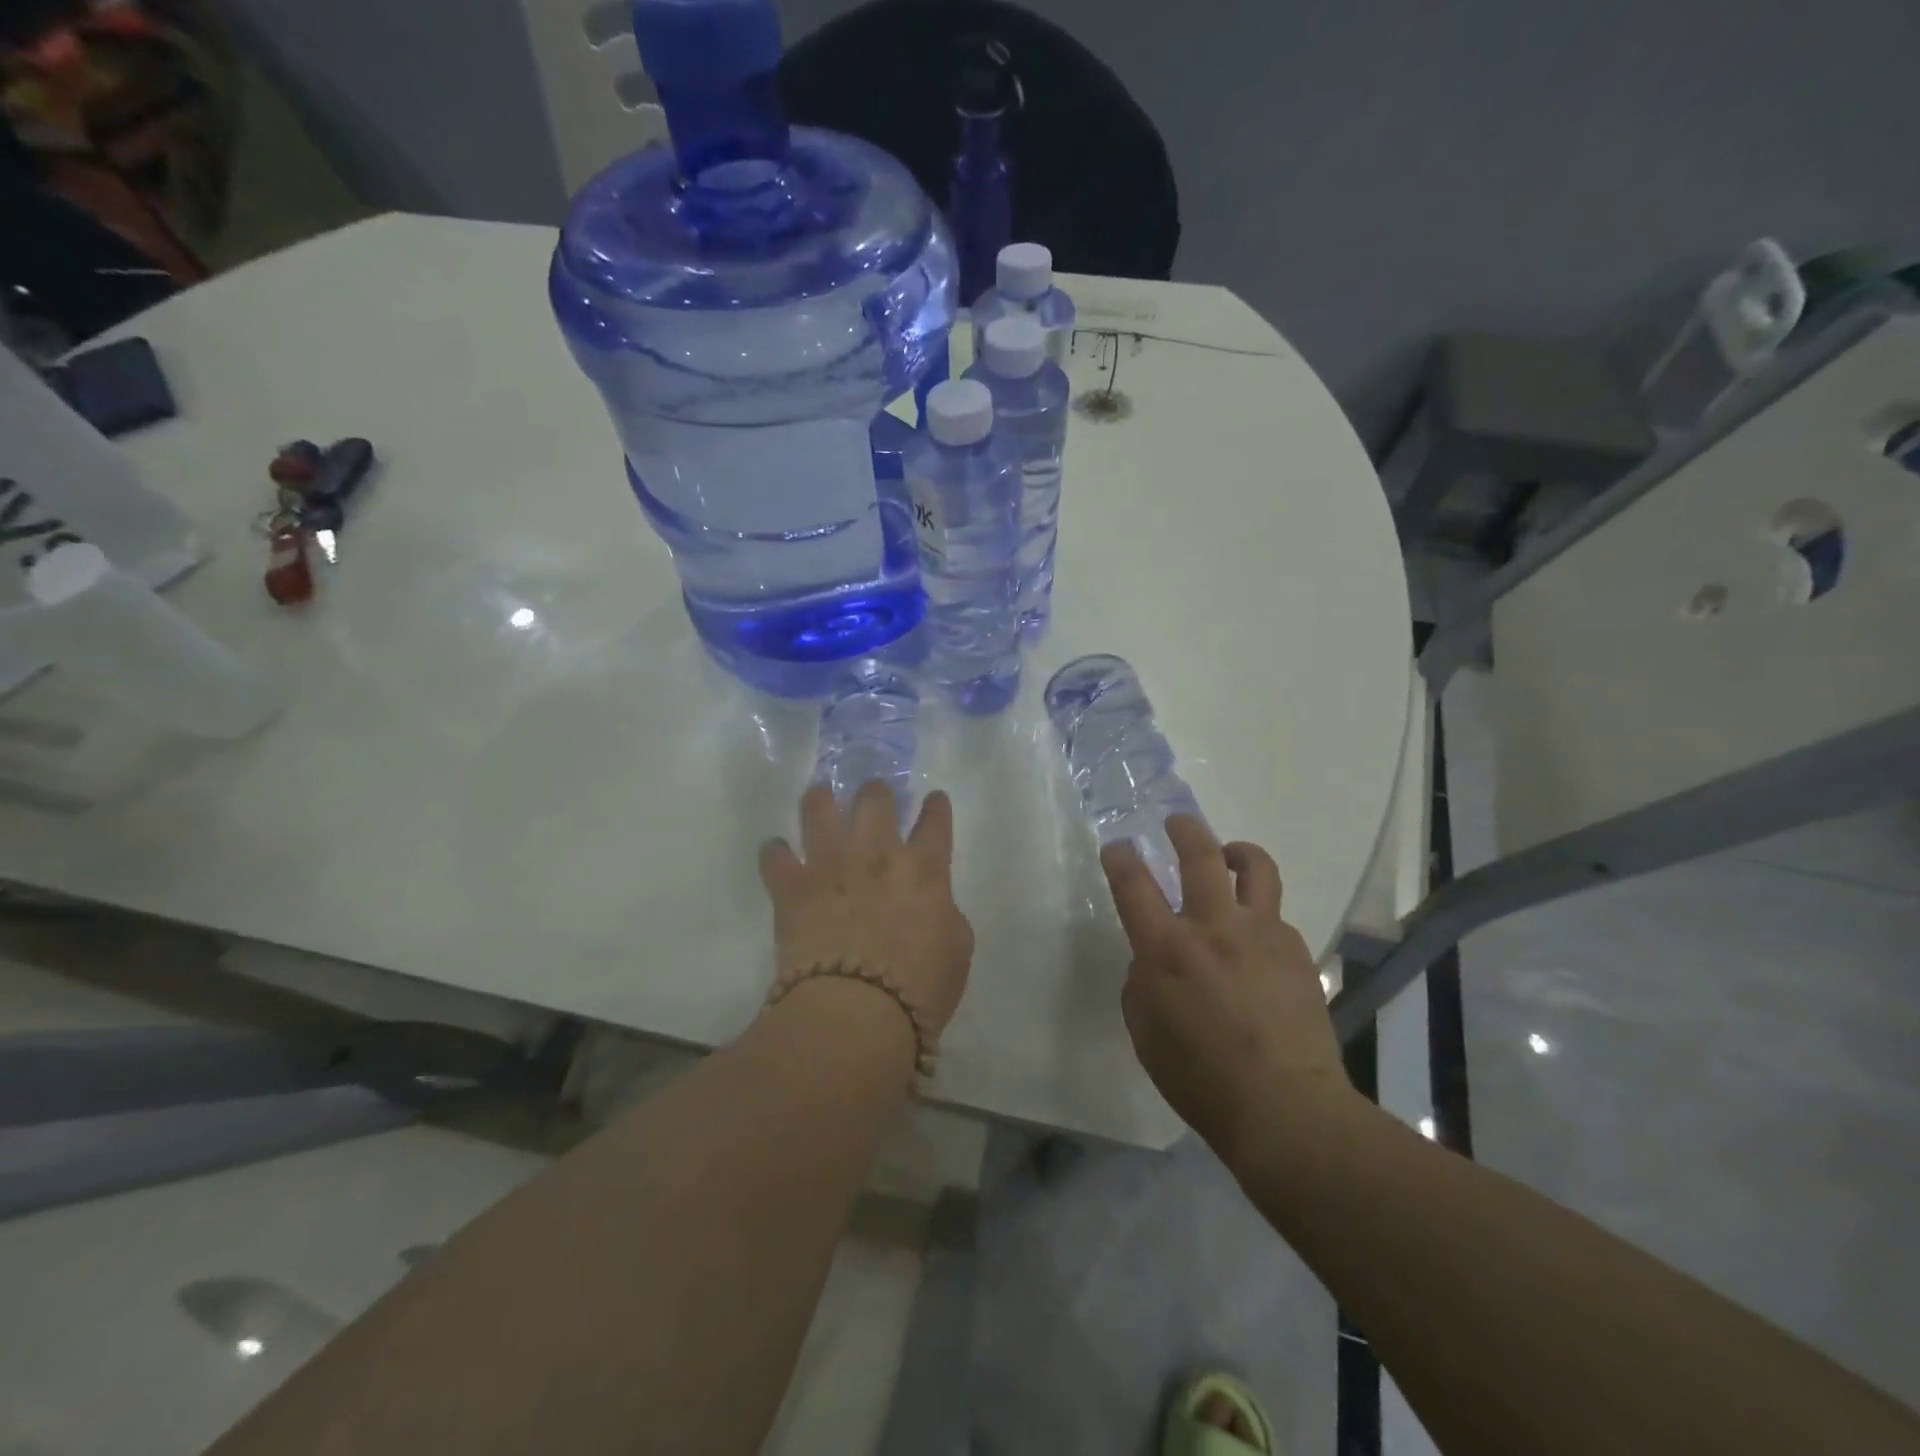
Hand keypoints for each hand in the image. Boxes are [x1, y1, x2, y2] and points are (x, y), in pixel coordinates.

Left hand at [760, 783, 974, 1037]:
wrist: (856, 1010)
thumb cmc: (920, 987)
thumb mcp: (957, 950)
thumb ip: (945, 914)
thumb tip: (932, 904)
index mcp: (924, 868)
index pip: (934, 823)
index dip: (935, 807)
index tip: (933, 799)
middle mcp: (876, 853)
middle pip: (875, 800)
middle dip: (876, 792)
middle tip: (873, 794)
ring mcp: (830, 865)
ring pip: (819, 810)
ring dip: (820, 800)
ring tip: (819, 796)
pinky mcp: (792, 887)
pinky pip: (775, 857)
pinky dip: (775, 853)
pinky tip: (776, 852)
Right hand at [1103, 815, 1354, 1159]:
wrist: (1286, 1107)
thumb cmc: (1200, 1079)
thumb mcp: (1146, 1033)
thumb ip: (1143, 984)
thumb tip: (1154, 960)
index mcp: (1167, 949)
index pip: (1134, 884)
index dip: (1120, 858)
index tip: (1117, 848)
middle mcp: (1214, 927)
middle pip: (1200, 854)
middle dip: (1184, 829)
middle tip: (1177, 823)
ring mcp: (1262, 934)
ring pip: (1255, 867)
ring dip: (1236, 852)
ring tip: (1228, 856)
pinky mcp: (1297, 950)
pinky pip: (1275, 916)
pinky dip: (1259, 916)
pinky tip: (1256, 943)